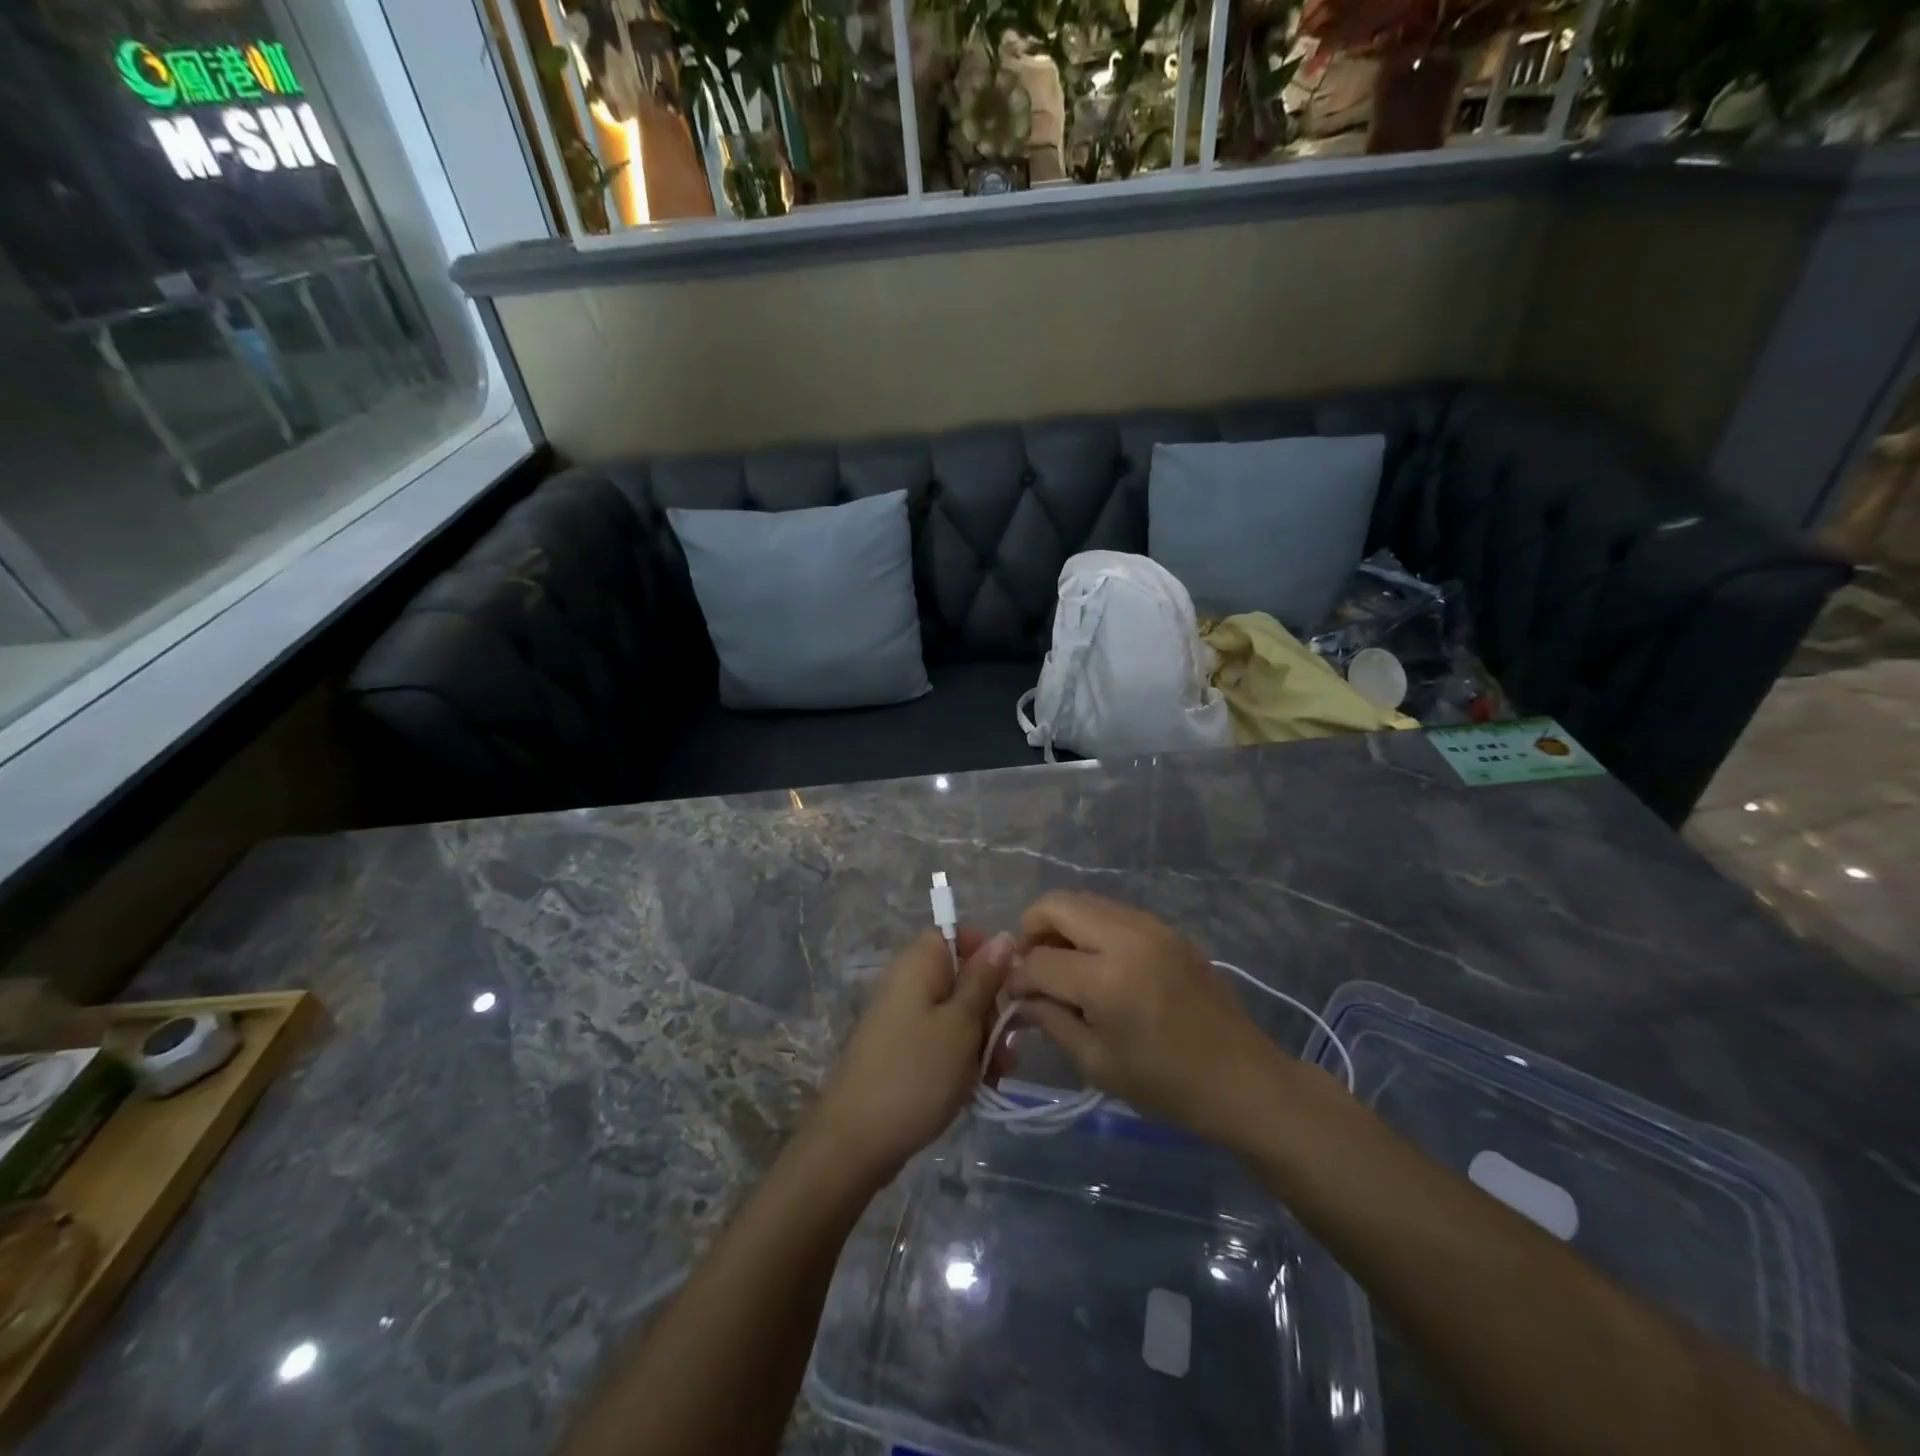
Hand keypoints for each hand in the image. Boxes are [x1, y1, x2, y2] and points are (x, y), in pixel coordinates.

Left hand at [808, 927, 1014, 1184]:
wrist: (856, 1141)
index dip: (986, 955)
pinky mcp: (902, 1050)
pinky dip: (962, 1058)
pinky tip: (980, 1086)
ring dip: (982, 1039)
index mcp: (918, 964)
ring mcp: (902, 1018)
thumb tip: (1004, 935)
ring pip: (956, 1014)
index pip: (956, 935)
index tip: (1010, 986)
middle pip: (960, 977)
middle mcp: (908, 983)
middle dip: (991, 1008)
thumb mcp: (961, 1023)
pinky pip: (940, 1040)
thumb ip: (984, 979)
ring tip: (998, 1074)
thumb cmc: (916, 1073)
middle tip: (1007, 1043)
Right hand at [1009, 891, 1285, 1141]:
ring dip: (1062, 925)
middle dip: (1031, 930)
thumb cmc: (1166, 1085)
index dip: (1016, 979)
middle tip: (1030, 966)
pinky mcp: (1167, 928)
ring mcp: (1151, 926)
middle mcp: (1127, 937)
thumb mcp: (1097, 1063)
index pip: (1039, 961)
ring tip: (1061, 964)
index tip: (1013, 997)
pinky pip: (1113, 911)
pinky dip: (1091, 927)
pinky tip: (1095, 963)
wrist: (1243, 1080)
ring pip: (1085, 900)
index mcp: (1107, 979)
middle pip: (1057, 904)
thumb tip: (1018, 998)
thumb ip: (1051, 1020)